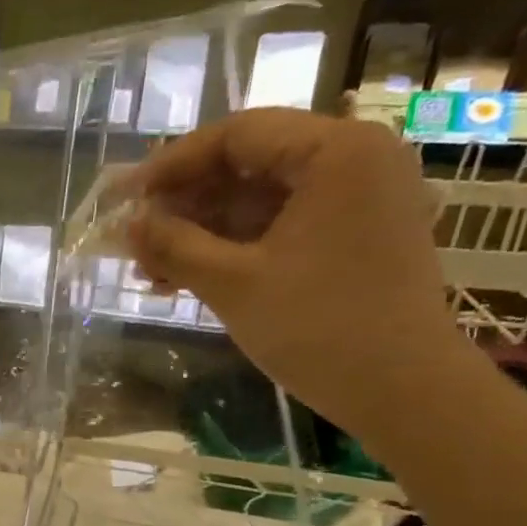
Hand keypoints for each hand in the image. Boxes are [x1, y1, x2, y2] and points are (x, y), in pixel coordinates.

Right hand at [119, 108, 477, 442]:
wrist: (401, 391)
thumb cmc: (318, 328)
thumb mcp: (232, 283)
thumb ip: (174, 245)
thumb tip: (126, 224)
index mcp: (337, 152)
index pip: (238, 135)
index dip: (172, 164)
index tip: (125, 197)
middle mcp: (354, 160)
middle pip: (248, 165)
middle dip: (184, 204)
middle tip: (134, 240)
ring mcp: (357, 200)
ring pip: (259, 199)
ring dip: (201, 231)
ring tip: (151, 270)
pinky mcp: (353, 235)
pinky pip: (280, 226)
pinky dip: (233, 247)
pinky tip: (187, 278)